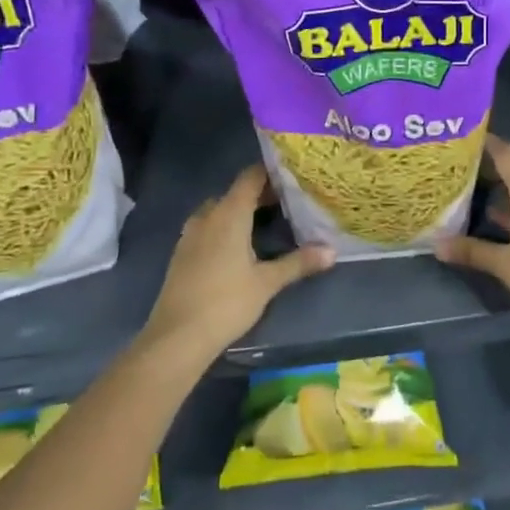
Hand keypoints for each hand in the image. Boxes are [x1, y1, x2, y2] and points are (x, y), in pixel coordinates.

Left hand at [143, 165, 333, 359]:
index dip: (271, 172)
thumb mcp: (267, 282)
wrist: (177, 337)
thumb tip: (332, 251)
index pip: (250, 177)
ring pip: (219, 210)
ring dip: (241, 211)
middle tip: (289, 201)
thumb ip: (299, 262)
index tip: (294, 174)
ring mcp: (191, 234)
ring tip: (268, 222)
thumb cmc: (226, 302)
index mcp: (229, 213)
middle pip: (236, 192)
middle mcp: (207, 216)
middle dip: (260, 194)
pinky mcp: (182, 253)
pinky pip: (208, 227)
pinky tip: (241, 246)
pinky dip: (226, 227)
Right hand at [434, 135, 509, 328]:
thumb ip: (472, 251)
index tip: (465, 135)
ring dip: (500, 193)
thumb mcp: (506, 265)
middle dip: (487, 170)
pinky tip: (494, 222)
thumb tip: (438, 244)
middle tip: (456, 169)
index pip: (507, 156)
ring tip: (469, 193)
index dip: (487, 143)